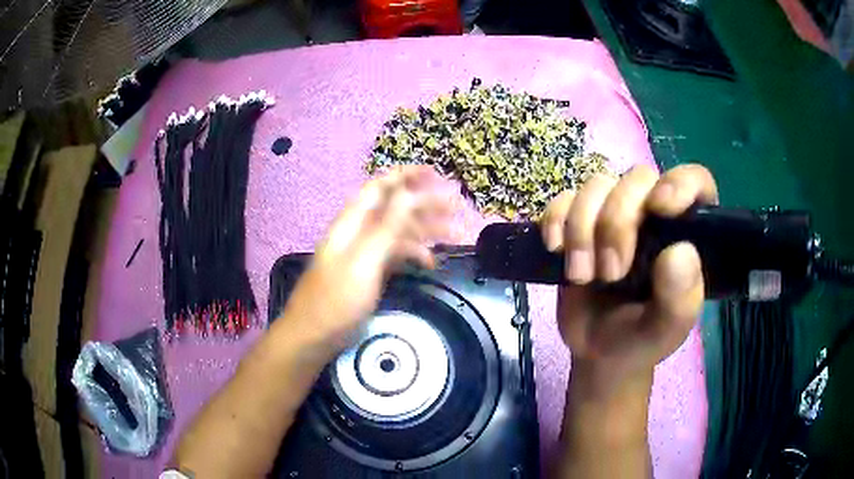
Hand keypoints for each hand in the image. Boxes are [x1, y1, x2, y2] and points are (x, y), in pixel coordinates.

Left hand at [281, 165, 455, 351]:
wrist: (313, 337)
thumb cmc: (336, 300)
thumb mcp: (364, 261)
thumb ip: (387, 226)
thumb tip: (409, 193)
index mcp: (353, 222)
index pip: (381, 187)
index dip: (407, 175)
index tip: (436, 173)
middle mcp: (358, 232)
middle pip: (395, 208)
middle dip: (426, 204)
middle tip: (456, 208)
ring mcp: (363, 253)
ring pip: (398, 232)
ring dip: (425, 231)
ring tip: (454, 235)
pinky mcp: (368, 272)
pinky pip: (394, 254)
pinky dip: (413, 254)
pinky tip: (429, 263)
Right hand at [540, 164, 717, 392]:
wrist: (597, 351)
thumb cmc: (640, 340)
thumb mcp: (666, 331)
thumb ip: (681, 298)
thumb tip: (680, 251)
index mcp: (685, 232)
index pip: (695, 181)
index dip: (679, 182)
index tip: (659, 208)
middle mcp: (653, 213)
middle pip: (636, 179)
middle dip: (616, 223)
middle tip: (611, 273)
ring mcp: (614, 213)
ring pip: (597, 185)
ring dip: (582, 228)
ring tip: (580, 276)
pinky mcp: (579, 220)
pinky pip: (563, 199)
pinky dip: (555, 220)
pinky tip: (556, 250)